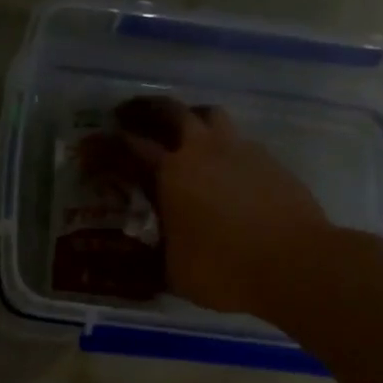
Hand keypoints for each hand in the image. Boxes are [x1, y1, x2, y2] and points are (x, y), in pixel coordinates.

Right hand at [80, 97, 333, 315]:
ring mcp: (240, 150)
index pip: (127, 148)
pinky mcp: (269, 161)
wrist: (296, 263)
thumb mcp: (172, 271)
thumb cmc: (223, 268)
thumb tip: (136, 257)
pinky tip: (222, 168)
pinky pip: (238, 141)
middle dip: (143, 110)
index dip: (102, 148)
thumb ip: (151, 255)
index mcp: (170, 172)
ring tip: (180, 132)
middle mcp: (202, 150)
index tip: (87, 151)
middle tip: (127, 117)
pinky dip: (221, 146)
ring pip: (209, 115)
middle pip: (169, 111)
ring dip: (188, 118)